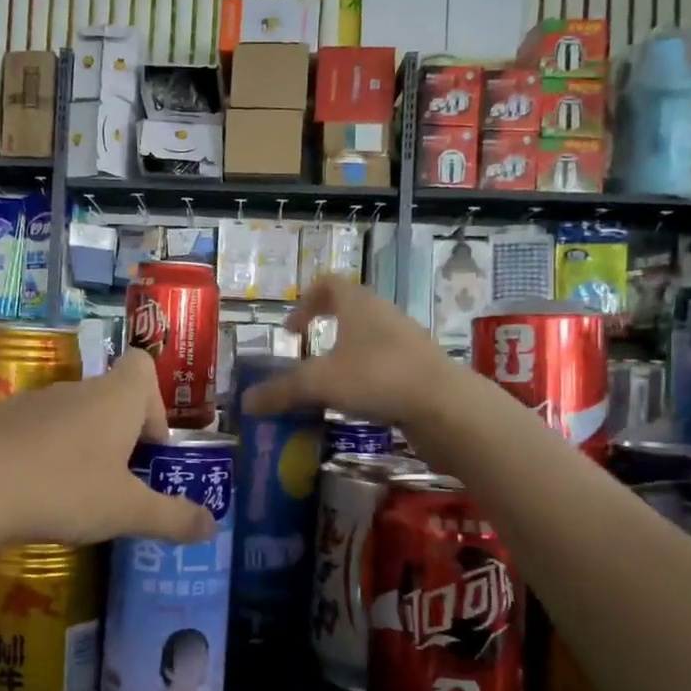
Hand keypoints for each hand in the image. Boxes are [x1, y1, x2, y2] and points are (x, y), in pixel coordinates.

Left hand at [0, 350, 215, 547]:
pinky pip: (39, 431)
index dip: (154, 402)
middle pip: (110, 396)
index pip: (142, 366)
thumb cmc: (67, 488)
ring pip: (74, 415)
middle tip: (122, 482)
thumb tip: (212, 526)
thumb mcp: (128, 511)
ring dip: (84, 445)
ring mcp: (36, 403)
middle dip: (122, 435)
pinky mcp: (2, 423)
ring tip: (81, 494)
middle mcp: (78, 389)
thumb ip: (173, 518)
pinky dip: (47, 454)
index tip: (149, 447)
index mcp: (116, 397)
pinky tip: (40, 494)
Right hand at [240, 276, 459, 429]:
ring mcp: (406, 340)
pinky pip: (384, 362)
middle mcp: (383, 314)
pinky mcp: (420, 367)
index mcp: (358, 304)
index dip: (305, 302)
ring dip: (345, 353)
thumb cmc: (377, 377)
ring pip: (368, 337)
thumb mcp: (320, 383)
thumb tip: (245, 402)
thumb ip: (282, 391)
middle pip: (349, 309)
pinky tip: (357, 401)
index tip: (291, 329)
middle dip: (324, 328)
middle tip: (305, 353)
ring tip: (328, 382)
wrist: (445, 405)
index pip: (328, 284)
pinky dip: (365, 375)